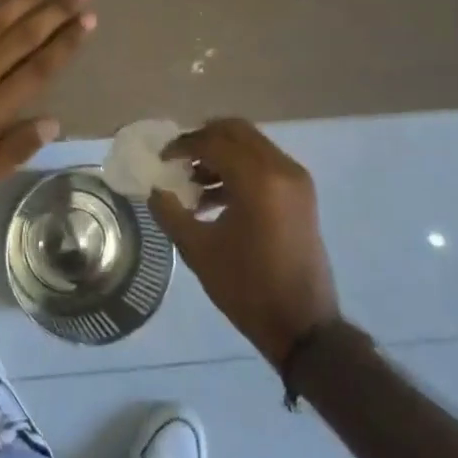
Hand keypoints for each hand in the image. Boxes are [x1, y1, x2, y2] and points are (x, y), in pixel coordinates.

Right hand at [149, 119, 339, 366]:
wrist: (302, 325)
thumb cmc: (247, 288)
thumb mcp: (198, 250)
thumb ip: (170, 213)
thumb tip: (155, 189)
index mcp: (257, 179)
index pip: (213, 142)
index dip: (183, 146)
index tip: (162, 159)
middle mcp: (281, 168)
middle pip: (236, 132)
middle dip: (204, 139)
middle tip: (179, 159)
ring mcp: (296, 180)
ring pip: (252, 146)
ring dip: (222, 154)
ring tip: (193, 183)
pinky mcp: (301, 194)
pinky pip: (265, 164)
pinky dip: (240, 169)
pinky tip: (215, 198)